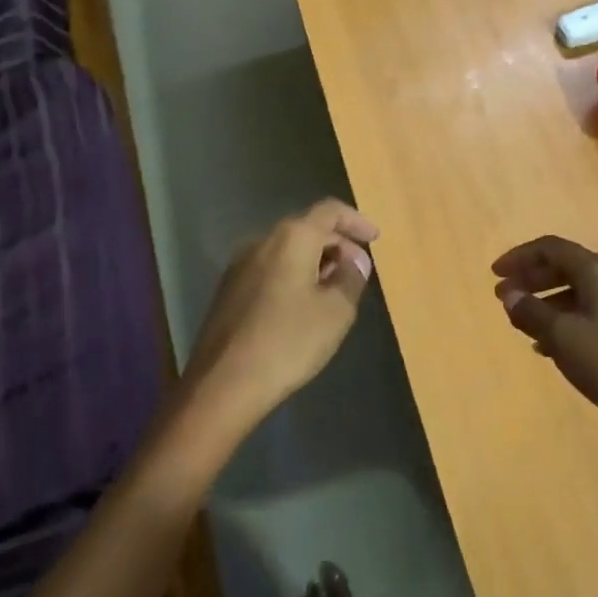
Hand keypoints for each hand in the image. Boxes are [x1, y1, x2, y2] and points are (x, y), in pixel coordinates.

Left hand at [185, 199, 378, 432]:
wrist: (222, 385)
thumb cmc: (288, 342)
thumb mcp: (336, 312)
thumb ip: (351, 279)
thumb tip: (356, 261)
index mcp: (292, 238)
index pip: (330, 211)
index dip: (356, 221)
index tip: (375, 239)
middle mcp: (263, 241)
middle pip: (307, 228)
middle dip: (338, 245)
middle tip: (359, 272)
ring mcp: (240, 265)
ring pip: (287, 250)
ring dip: (316, 261)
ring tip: (335, 290)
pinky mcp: (229, 290)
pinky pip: (270, 269)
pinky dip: (294, 275)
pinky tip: (303, 306)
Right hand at [492, 236, 597, 439]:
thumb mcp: (561, 336)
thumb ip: (531, 311)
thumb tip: (510, 294)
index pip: (551, 248)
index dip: (519, 257)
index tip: (494, 275)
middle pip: (565, 266)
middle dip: (531, 279)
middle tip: (504, 298)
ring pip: (578, 291)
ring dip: (546, 302)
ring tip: (522, 324)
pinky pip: (591, 312)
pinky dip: (565, 320)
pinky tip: (549, 347)